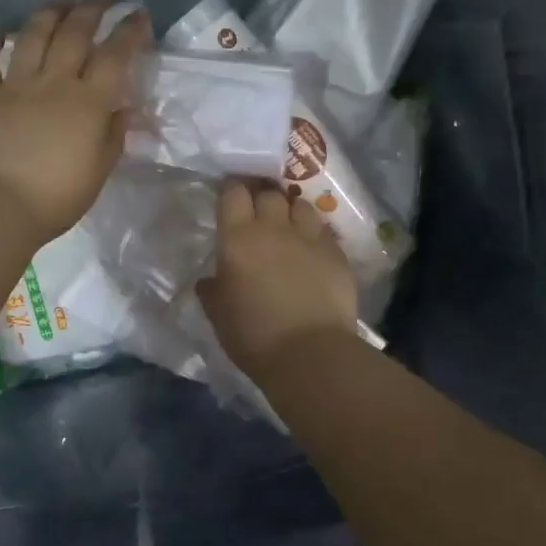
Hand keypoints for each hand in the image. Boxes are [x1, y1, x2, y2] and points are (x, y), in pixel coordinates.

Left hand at [0, 0, 149, 241]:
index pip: (115, 55)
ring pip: (33, 34)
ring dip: (50, 12)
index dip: (130, 31)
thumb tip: (122, 110)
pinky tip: (0, 32)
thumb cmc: (58, 197)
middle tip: (104, 0)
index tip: (140, 16)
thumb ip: (113, 135)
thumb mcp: (100, 170)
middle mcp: (54, 82)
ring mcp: (16, 85)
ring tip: (61, 4)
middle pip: (75, 32)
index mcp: (88, 102)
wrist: (0, 207)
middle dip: (93, 8)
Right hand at [198, 179, 358, 376]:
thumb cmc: (253, 336)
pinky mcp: (337, 253)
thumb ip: (212, 290)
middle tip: (257, 210)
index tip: (229, 197)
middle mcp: (274, 228)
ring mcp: (309, 238)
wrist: (310, 354)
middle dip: (261, 196)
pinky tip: (312, 249)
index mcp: (238, 239)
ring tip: (288, 225)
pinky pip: (323, 230)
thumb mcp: (218, 316)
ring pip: (300, 205)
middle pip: (269, 193)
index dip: (231, 190)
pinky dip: (314, 234)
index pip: (233, 193)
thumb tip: (209, 280)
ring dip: (291, 210)